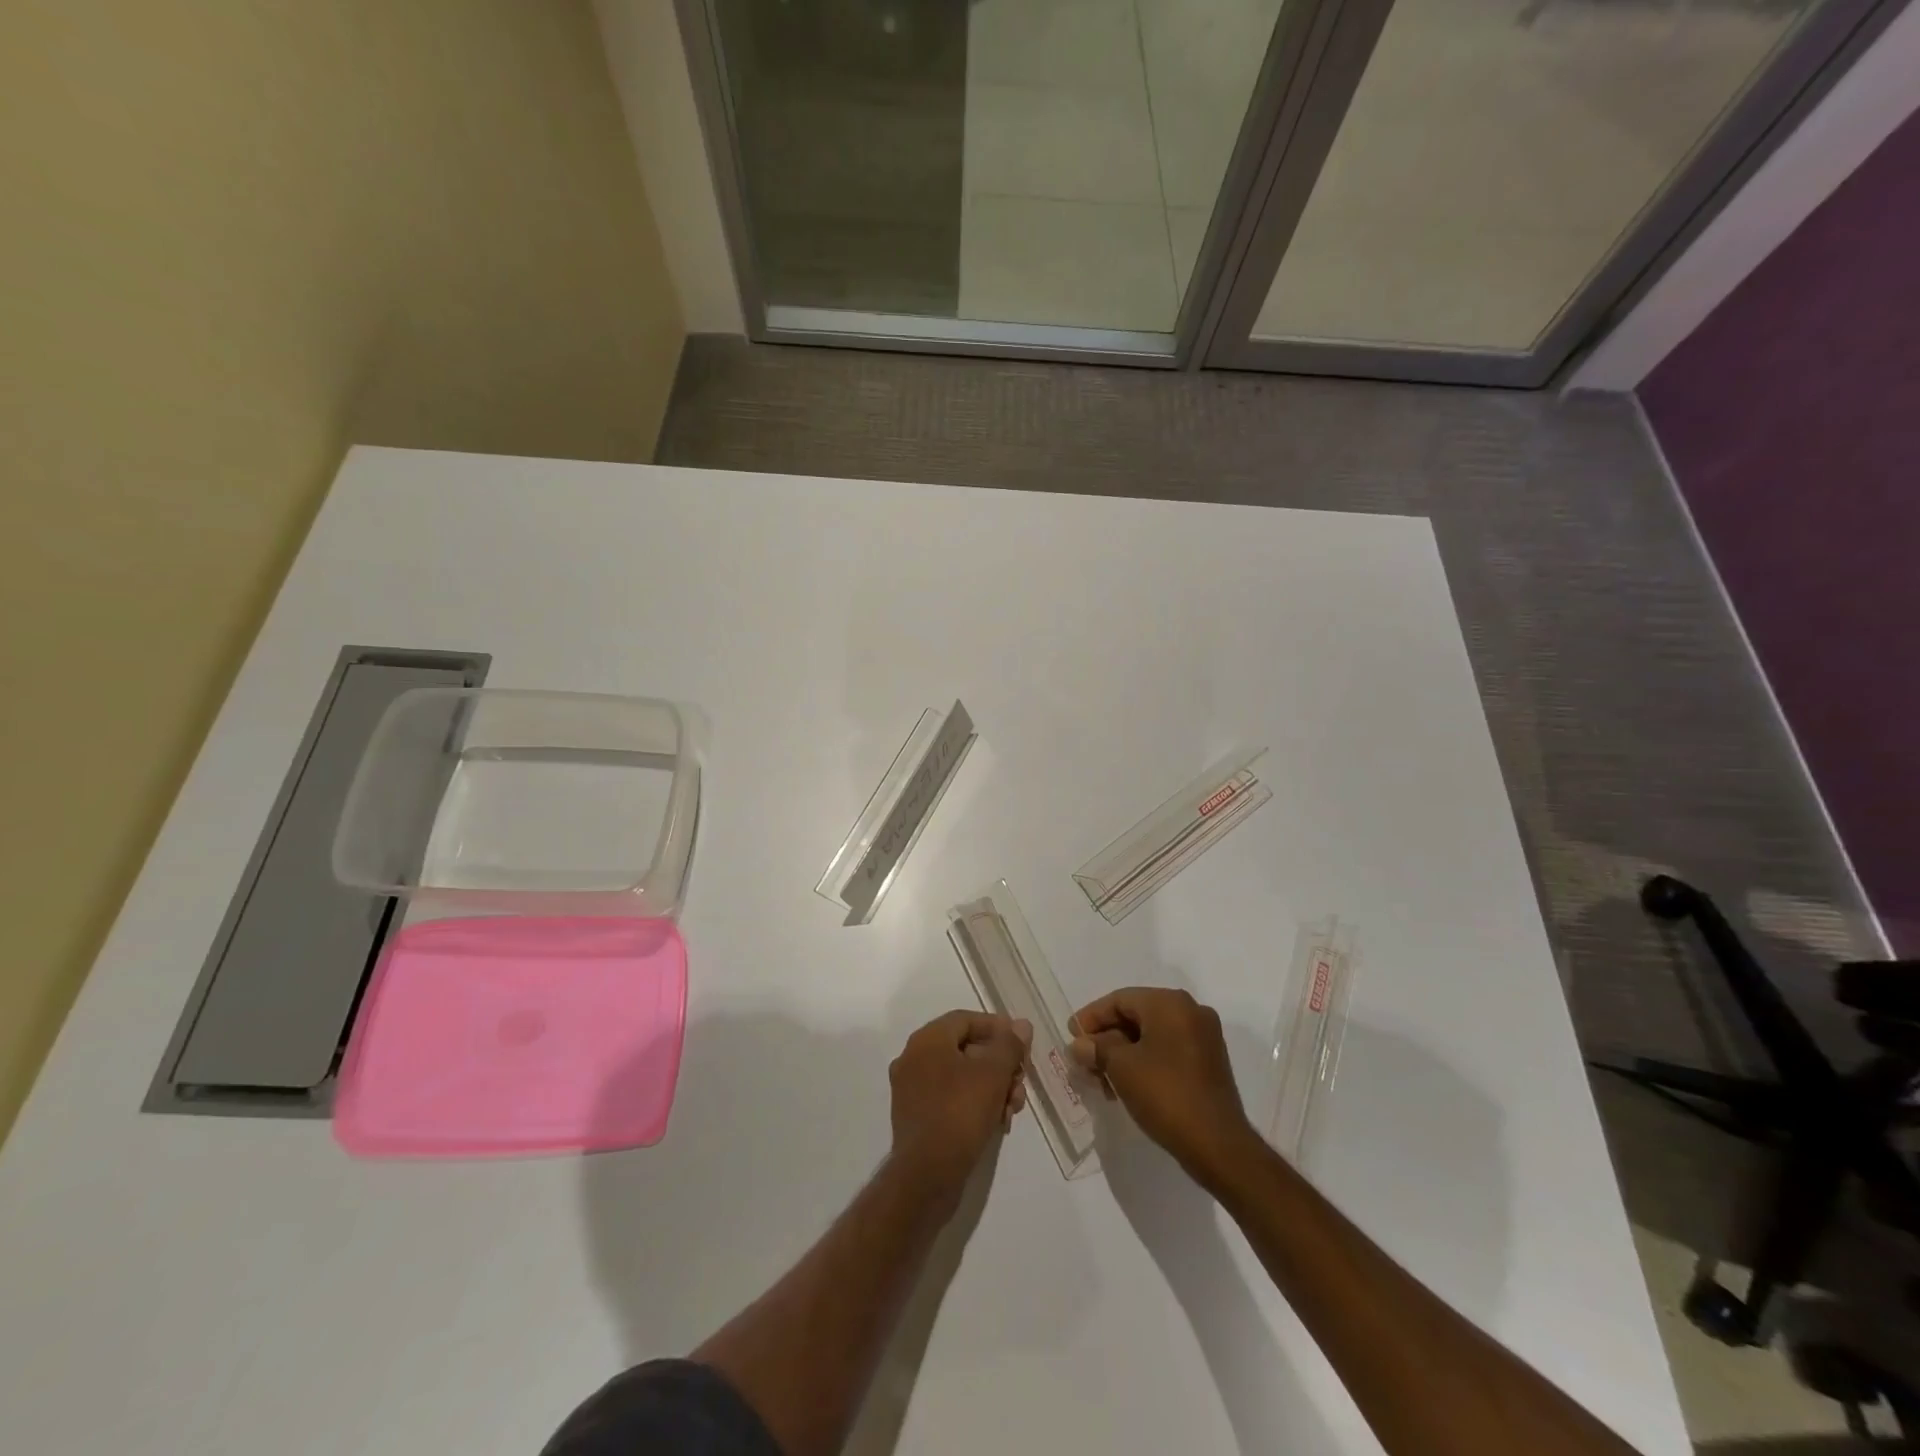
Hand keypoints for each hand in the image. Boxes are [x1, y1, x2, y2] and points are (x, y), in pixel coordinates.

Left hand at [888, 1011, 1030, 1207]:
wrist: (927, 1176)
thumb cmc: (960, 1113)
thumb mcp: (993, 1074)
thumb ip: (1009, 1045)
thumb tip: (1021, 1025)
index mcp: (927, 1040)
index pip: (965, 1019)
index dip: (997, 1027)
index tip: (1022, 1044)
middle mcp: (914, 1058)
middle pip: (965, 1048)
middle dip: (999, 1064)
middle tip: (1021, 1082)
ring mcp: (912, 1089)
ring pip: (961, 1076)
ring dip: (991, 1087)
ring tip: (1013, 1108)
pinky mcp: (917, 1117)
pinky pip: (950, 1098)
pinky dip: (974, 1103)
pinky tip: (997, 1122)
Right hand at [1070, 987, 1259, 1187]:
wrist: (1218, 1145)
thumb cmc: (1165, 1094)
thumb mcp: (1121, 1067)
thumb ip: (1096, 1048)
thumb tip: (1080, 1045)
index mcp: (1170, 1003)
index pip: (1120, 1000)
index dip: (1091, 1017)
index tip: (1071, 1037)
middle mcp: (1191, 1011)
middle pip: (1136, 1016)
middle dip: (1106, 1038)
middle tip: (1084, 1060)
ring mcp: (1204, 1038)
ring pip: (1151, 1036)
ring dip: (1122, 1053)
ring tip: (1102, 1080)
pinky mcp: (1209, 1063)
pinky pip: (1167, 1051)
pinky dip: (1144, 1062)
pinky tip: (1126, 1085)